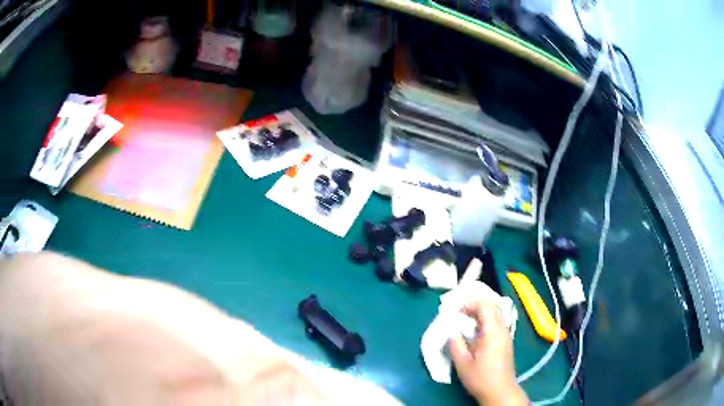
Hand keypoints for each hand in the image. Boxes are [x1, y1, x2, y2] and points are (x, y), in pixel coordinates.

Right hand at [450, 299, 527, 405]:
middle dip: (475, 305)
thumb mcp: (463, 363)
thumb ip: (456, 344)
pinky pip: (495, 323)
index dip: (470, 303)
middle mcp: (503, 330)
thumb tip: (451, 330)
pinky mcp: (504, 342)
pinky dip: (484, 321)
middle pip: (492, 307)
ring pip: (495, 315)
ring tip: (464, 319)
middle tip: (459, 310)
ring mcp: (506, 335)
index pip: (486, 306)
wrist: (499, 391)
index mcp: (494, 332)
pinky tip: (473, 330)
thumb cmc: (481, 378)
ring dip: (480, 313)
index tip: (456, 310)